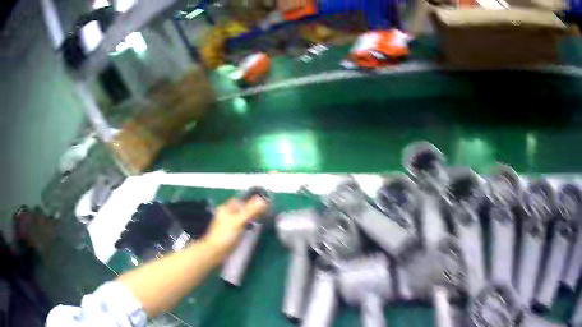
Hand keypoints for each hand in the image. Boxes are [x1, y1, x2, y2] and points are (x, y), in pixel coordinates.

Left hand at [203, 196, 268, 249]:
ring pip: (240, 218)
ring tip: (259, 222)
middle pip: (240, 209)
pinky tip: (251, 231)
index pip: (239, 201)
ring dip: (249, 220)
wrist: (215, 251)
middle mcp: (225, 214)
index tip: (262, 205)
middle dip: (251, 211)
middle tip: (263, 215)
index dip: (250, 202)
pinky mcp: (228, 232)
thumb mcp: (239, 221)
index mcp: (225, 208)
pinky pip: (239, 226)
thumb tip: (262, 200)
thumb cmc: (226, 235)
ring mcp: (226, 224)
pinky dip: (245, 227)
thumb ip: (251, 210)